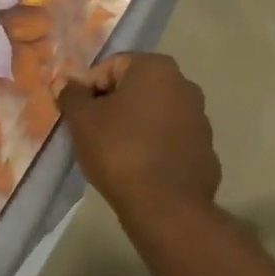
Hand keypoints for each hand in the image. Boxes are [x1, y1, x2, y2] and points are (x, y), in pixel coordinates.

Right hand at [59, 53, 219, 221]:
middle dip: (114, 105)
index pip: (112, 66)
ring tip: (116, 153)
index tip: (79, 114)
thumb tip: (67, 83)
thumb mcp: (82, 120)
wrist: (166, 209)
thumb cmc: (120, 151)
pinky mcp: (206, 151)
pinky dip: (156, 147)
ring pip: (156, 114)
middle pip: (136, 88)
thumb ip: (72, 94)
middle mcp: (184, 85)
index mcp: (156, 68)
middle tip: (94, 131)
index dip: (90, 88)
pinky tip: (141, 169)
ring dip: (136, 125)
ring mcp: (200, 119)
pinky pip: (171, 140)